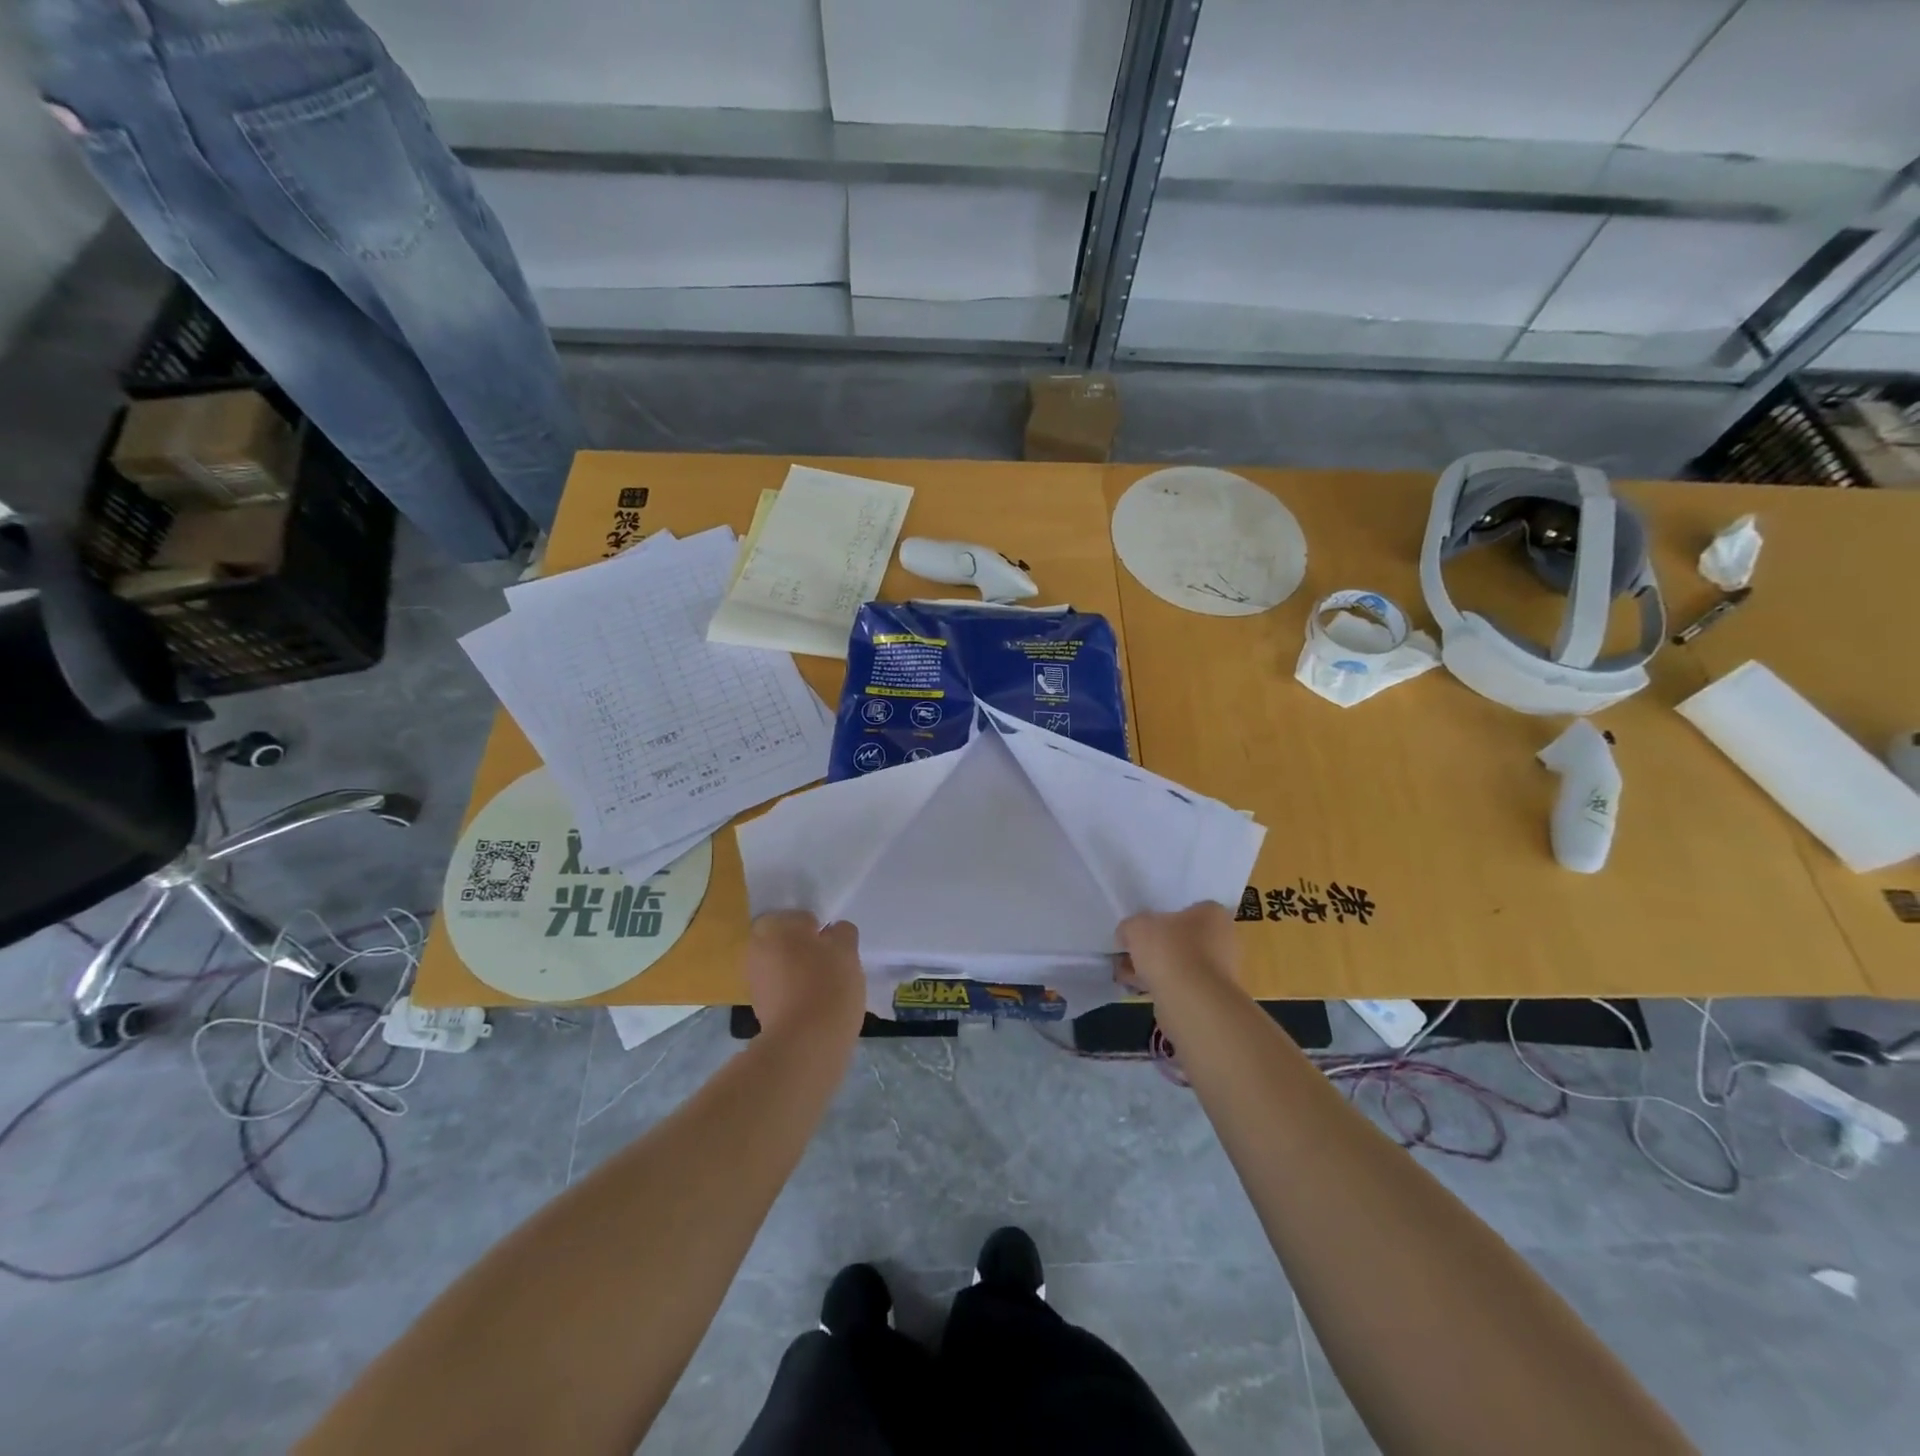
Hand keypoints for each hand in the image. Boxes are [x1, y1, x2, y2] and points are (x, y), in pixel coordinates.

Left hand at [744, 912, 865, 1044]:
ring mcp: (755, 981)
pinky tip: (818, 1006)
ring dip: (801, 973)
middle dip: (807, 950)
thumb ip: (841, 932)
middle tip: (833, 963)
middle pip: (787, 942)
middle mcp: (756, 949)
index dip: (820, 929)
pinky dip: (797, 995)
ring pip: (784, 967)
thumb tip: (833, 933)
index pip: (800, 917)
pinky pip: (783, 991)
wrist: (806, 1044)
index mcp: (773, 926)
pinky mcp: (760, 1010)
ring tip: (829, 987)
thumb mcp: (846, 949)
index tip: (834, 946)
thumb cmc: (827, 984)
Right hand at [1117, 903, 1239, 997]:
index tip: (1140, 927)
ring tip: (1125, 973)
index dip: (1159, 917)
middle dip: (1153, 946)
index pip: (1185, 908)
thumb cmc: (1169, 950)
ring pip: (1177, 963)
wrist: (1190, 1002)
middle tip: (1128, 951)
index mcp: (1212, 913)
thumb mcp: (1136, 926)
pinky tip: (1136, 988)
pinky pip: (1179, 985)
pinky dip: (1159, 986)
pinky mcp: (1210, 997)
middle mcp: (1223, 939)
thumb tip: (1127, 936)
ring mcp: (1219, 971)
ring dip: (1152, 968)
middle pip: (1179, 937)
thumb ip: (1130, 927)